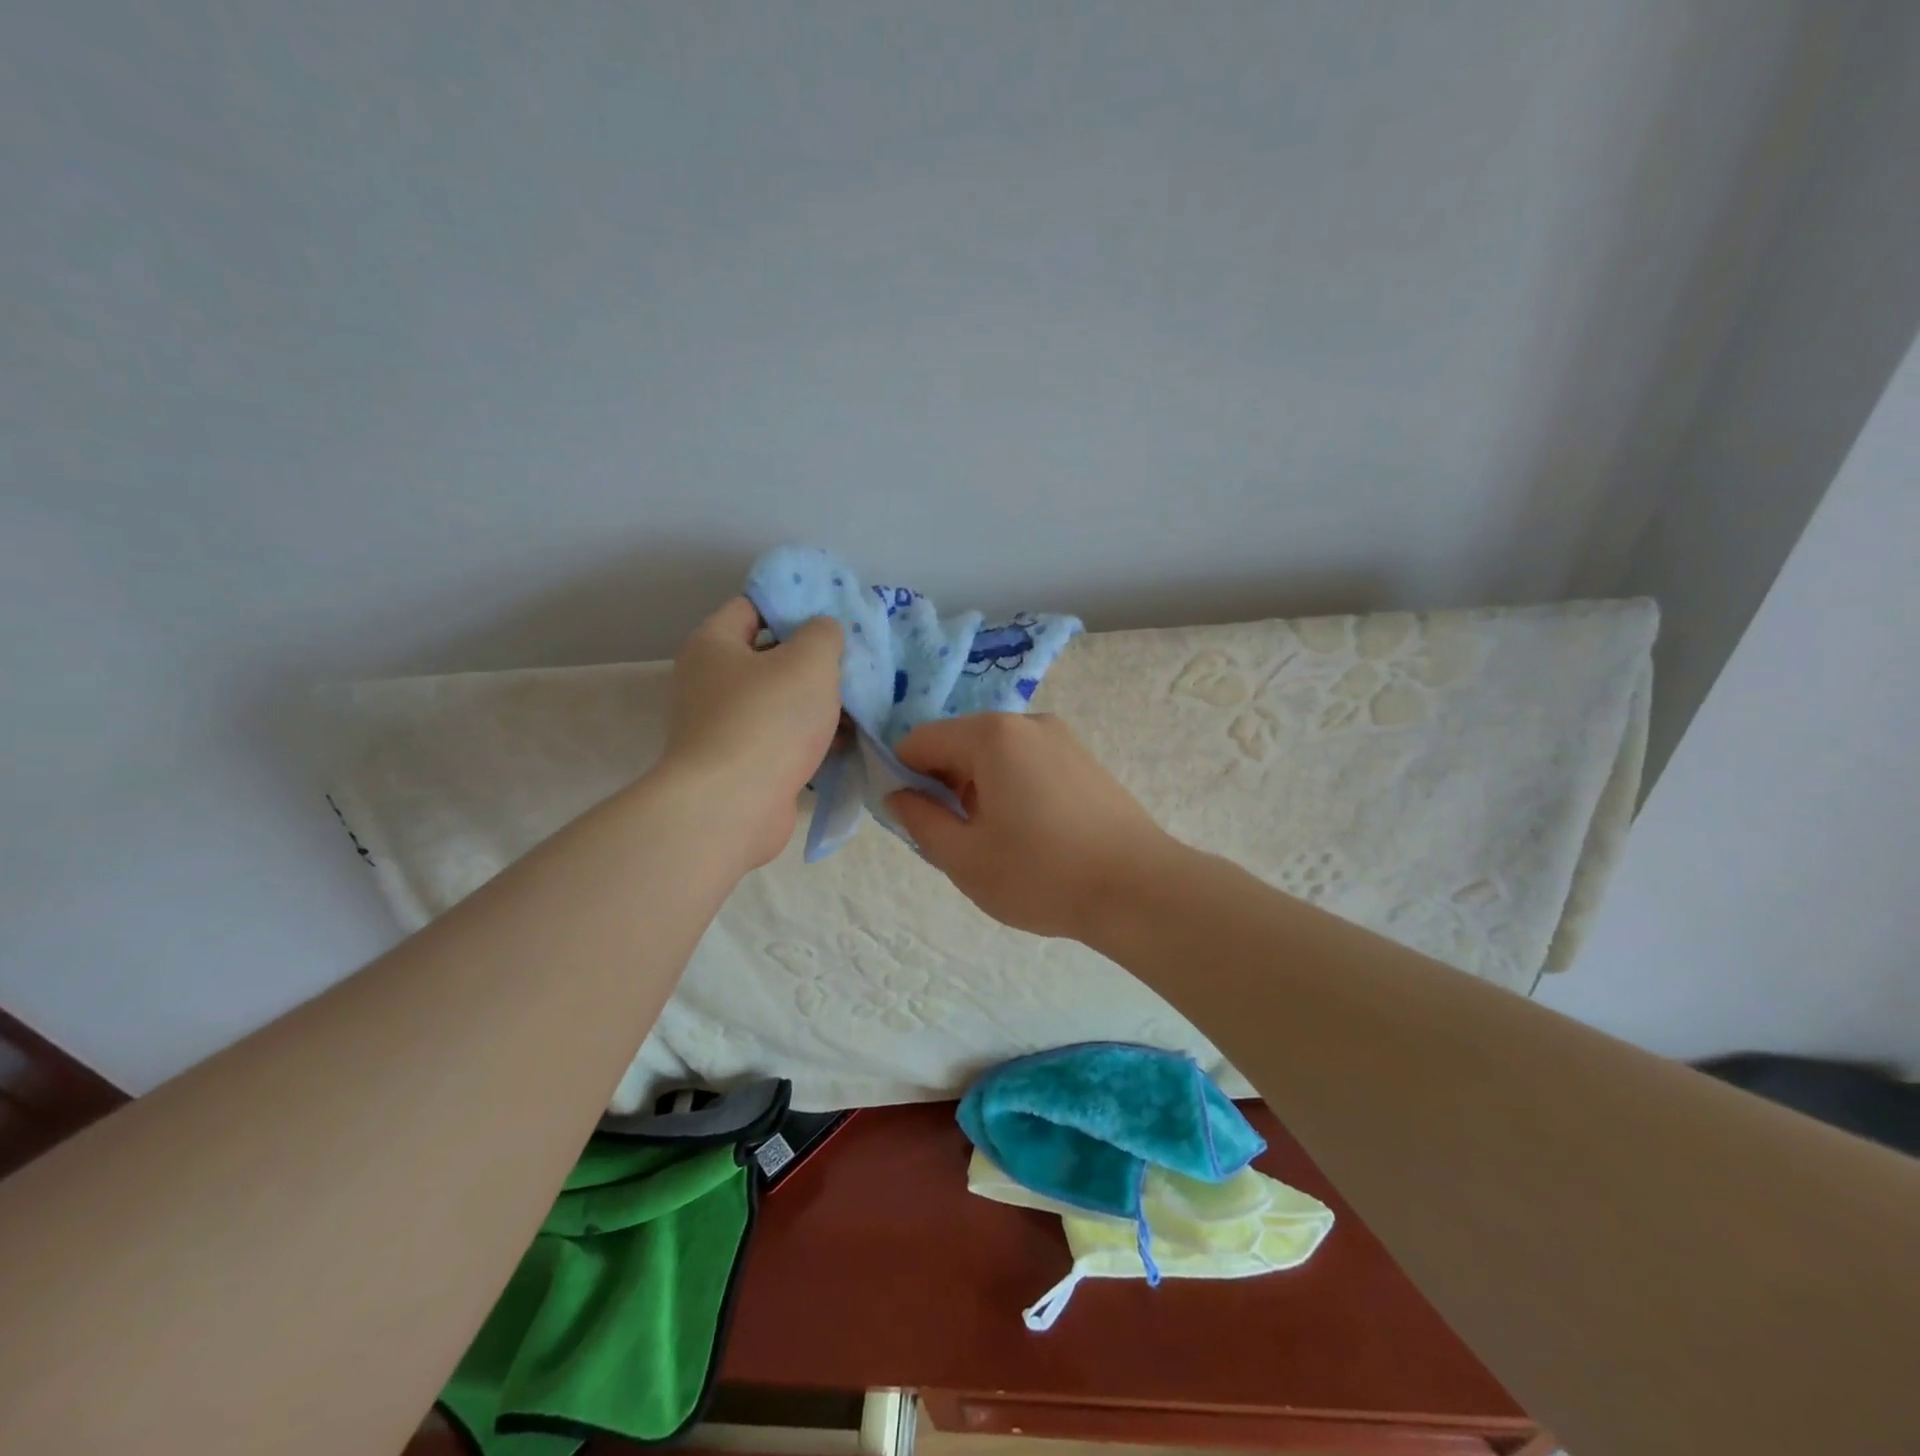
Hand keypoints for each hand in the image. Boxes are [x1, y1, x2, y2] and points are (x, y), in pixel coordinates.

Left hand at [662, 597, 843, 868]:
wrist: (732, 807)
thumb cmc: (767, 720)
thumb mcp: (809, 661)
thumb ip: (824, 634)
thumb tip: (823, 633)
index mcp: (713, 645)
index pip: (752, 606)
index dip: (793, 606)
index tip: (834, 617)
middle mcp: (709, 682)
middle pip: (769, 656)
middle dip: (813, 660)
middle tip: (855, 662)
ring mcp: (722, 727)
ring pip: (779, 702)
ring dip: (817, 703)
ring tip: (861, 703)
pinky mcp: (740, 764)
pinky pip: (781, 739)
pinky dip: (809, 738)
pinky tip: (846, 739)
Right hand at [886, 713, 1177, 940]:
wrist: (1139, 889)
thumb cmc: (1042, 875)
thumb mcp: (964, 858)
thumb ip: (919, 820)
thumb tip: (899, 795)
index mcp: (991, 736)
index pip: (920, 740)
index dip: (904, 776)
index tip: (914, 819)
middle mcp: (1027, 722)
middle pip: (960, 742)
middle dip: (944, 783)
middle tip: (957, 837)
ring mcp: (1061, 738)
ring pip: (995, 754)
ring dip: (979, 788)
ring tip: (998, 841)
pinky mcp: (1084, 758)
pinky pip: (1028, 762)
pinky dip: (1012, 787)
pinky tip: (1031, 832)